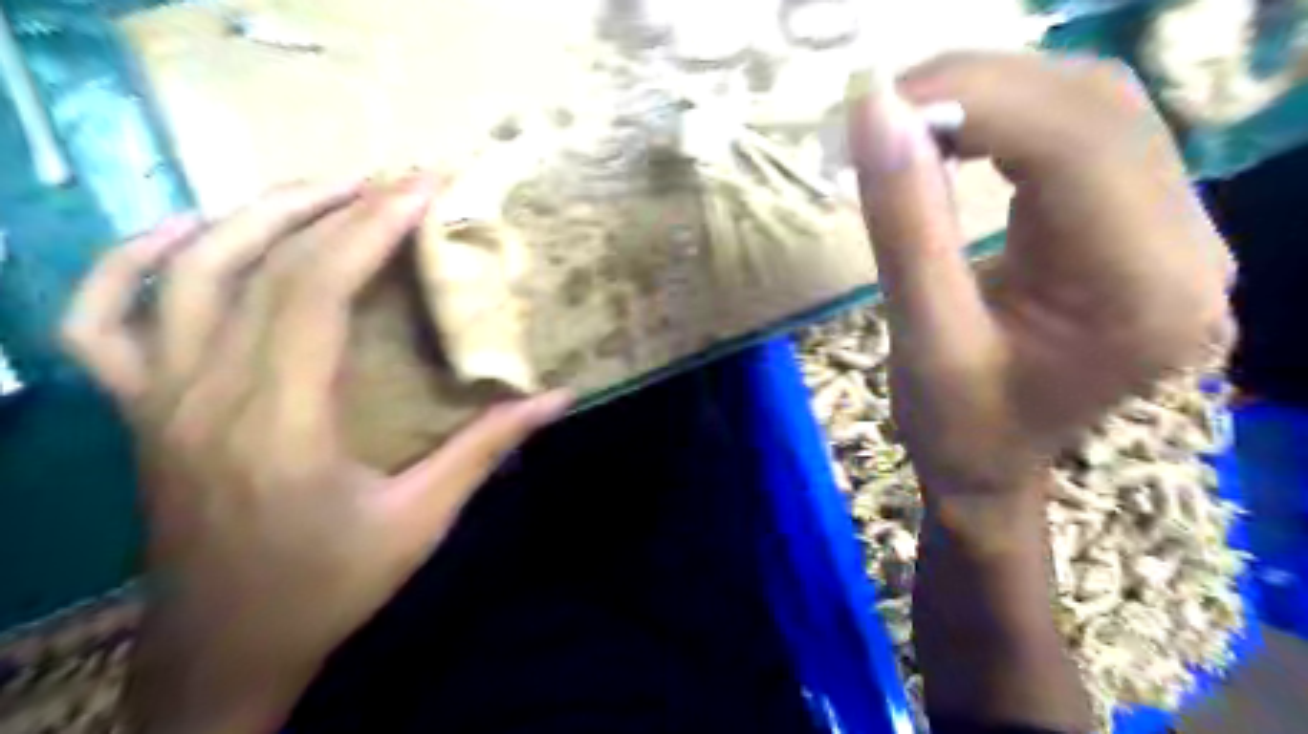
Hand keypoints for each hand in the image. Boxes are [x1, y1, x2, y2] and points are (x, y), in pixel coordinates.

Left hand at [62, 174, 569, 730]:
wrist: (223, 650)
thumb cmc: (328, 586)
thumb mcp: (421, 521)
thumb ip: (486, 449)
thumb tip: (557, 398)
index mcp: (281, 422)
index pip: (316, 290)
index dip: (370, 228)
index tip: (421, 189)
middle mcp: (206, 394)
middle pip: (260, 265)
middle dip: (334, 207)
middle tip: (393, 180)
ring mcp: (156, 397)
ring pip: (183, 272)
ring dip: (255, 215)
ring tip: (323, 190)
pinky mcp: (137, 409)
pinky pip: (103, 317)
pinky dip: (135, 260)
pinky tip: (191, 235)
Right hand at [849, 55, 1227, 521]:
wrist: (991, 464)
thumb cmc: (956, 424)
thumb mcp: (921, 336)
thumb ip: (905, 222)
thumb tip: (874, 110)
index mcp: (1140, 291)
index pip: (1075, 142)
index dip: (973, 99)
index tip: (875, 105)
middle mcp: (1187, 246)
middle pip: (1093, 106)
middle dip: (977, 86)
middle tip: (881, 109)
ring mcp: (1174, 229)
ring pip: (1091, 106)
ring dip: (991, 94)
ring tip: (907, 120)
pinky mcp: (1140, 223)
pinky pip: (1083, 135)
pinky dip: (1008, 117)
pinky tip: (952, 135)